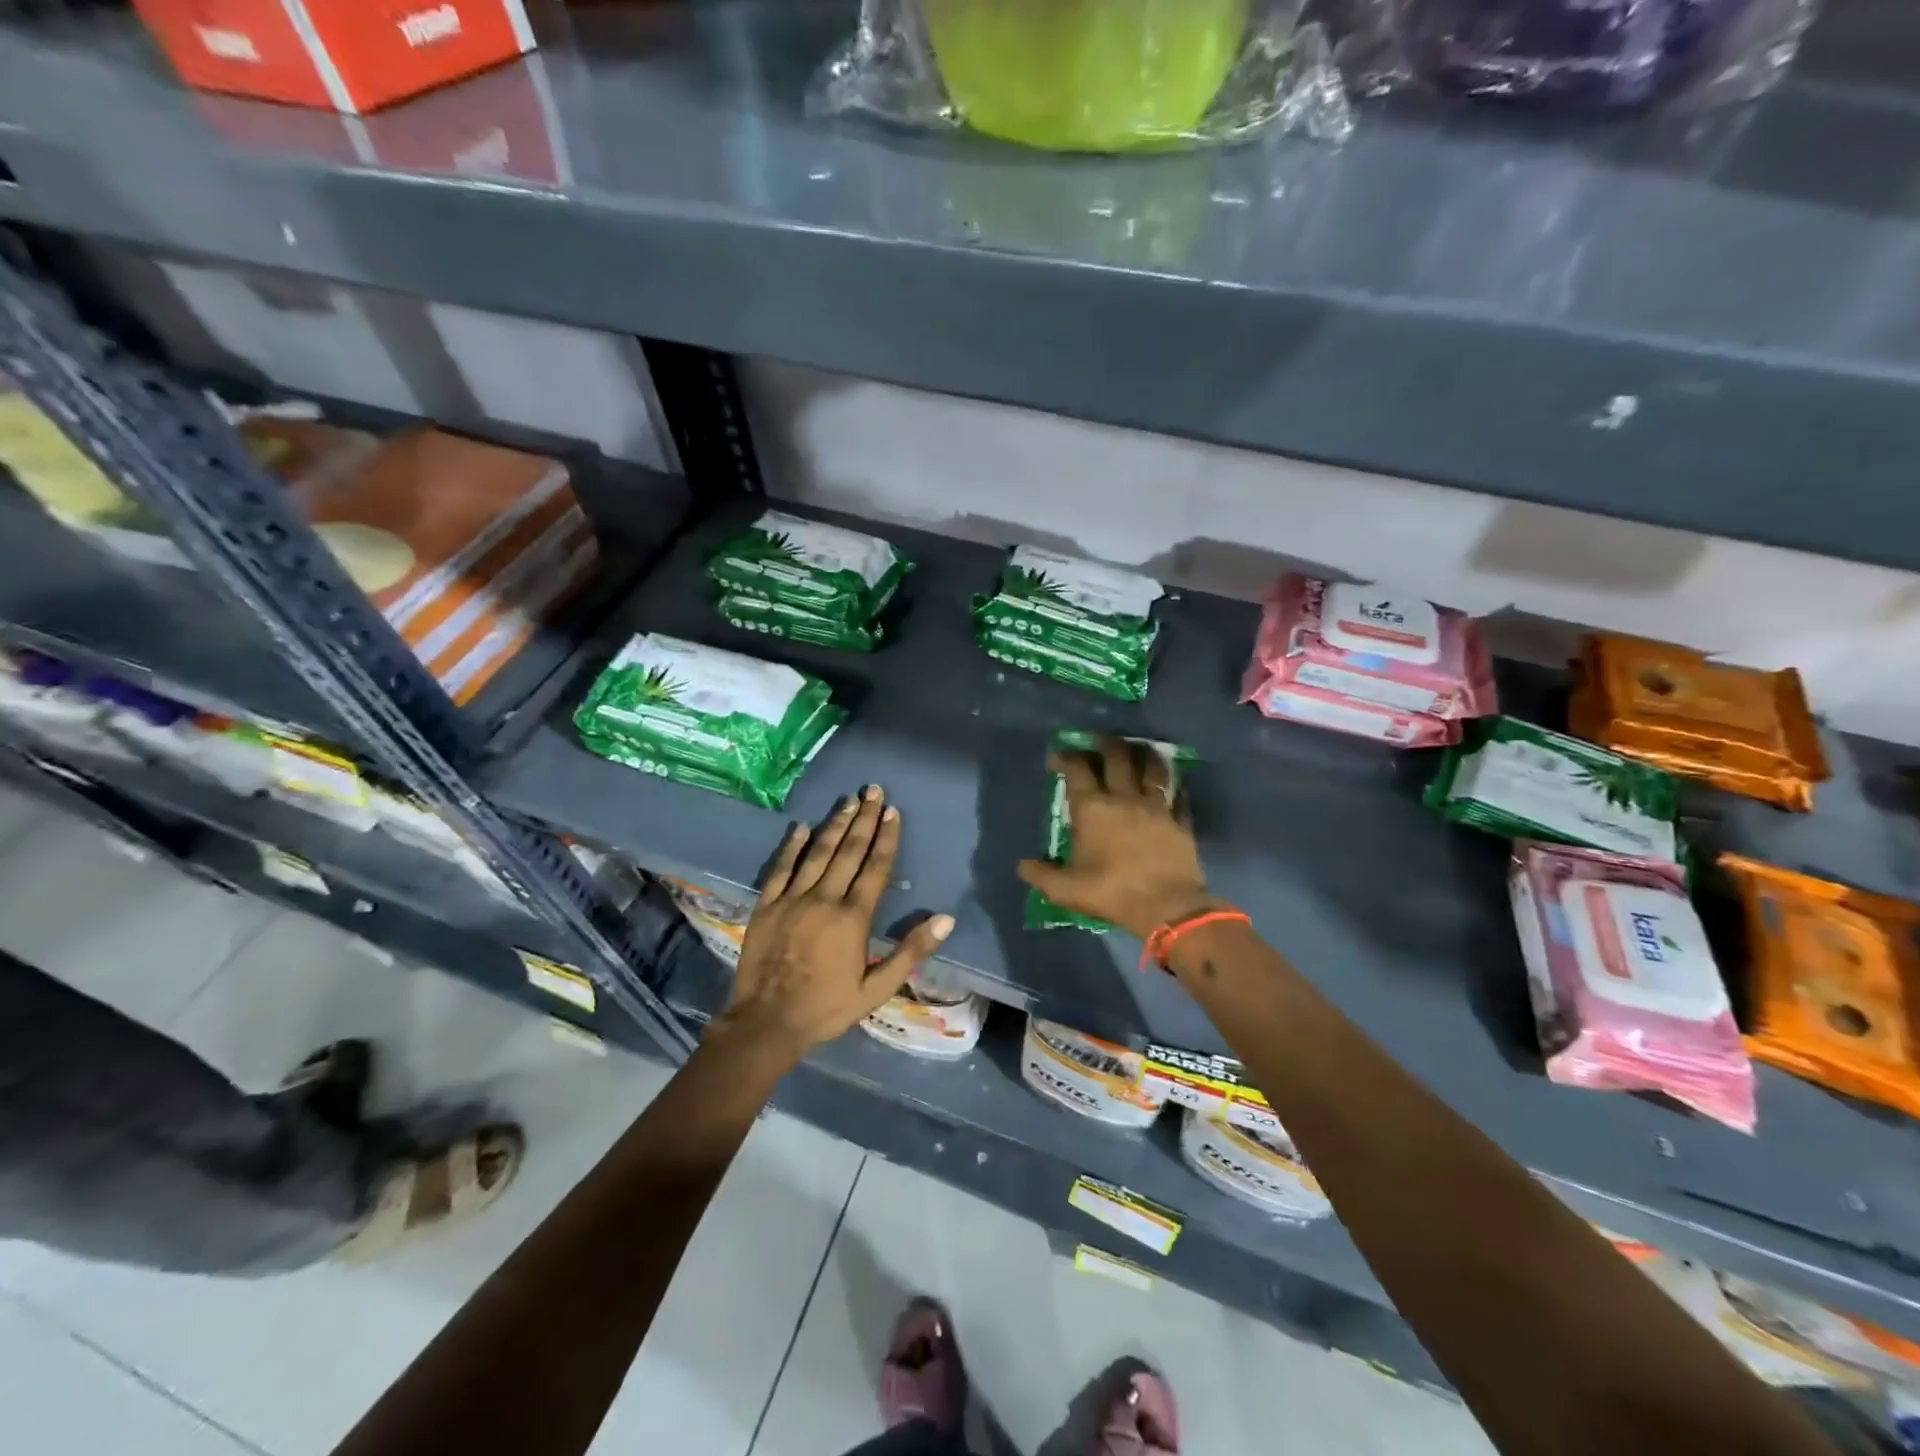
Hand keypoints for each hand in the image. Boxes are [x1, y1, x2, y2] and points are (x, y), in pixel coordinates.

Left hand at [719, 786, 953, 1062]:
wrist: (768, 1022)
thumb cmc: (828, 1007)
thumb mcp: (877, 988)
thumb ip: (911, 951)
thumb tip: (946, 919)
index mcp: (853, 918)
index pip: (876, 868)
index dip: (886, 838)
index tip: (893, 811)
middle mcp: (825, 899)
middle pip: (849, 851)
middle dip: (864, 819)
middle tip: (874, 790)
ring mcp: (793, 899)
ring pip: (818, 853)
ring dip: (835, 824)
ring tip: (849, 800)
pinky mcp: (767, 905)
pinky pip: (781, 868)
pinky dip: (792, 846)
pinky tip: (801, 827)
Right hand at [1017, 736, 1218, 941]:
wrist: (1167, 906)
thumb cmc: (1112, 892)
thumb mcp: (1066, 890)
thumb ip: (1042, 875)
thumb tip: (1022, 865)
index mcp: (1093, 809)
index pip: (1077, 770)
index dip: (1066, 758)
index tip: (1058, 756)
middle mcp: (1124, 798)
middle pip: (1117, 757)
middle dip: (1105, 743)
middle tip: (1099, 739)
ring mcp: (1156, 807)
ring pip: (1151, 768)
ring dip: (1143, 753)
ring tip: (1138, 748)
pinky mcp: (1180, 821)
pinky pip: (1178, 795)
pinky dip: (1174, 785)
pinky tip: (1173, 784)